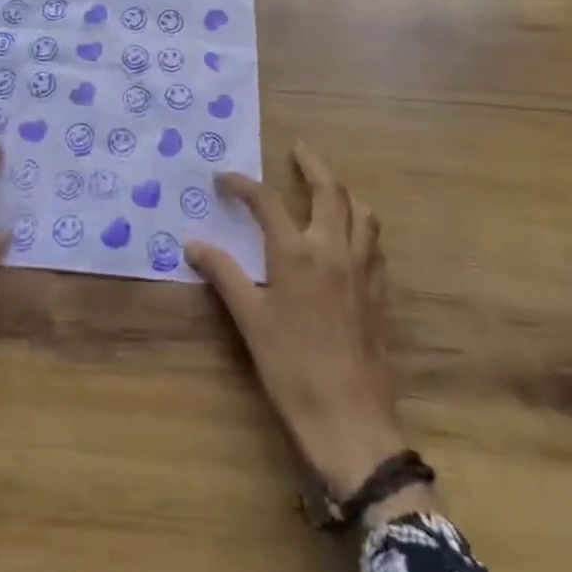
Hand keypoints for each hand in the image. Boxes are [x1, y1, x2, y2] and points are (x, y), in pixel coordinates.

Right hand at [186, 145, 418, 504]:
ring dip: (343, 191)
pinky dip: (360, 224)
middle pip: (329, 190)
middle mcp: (332, 248)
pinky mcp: (378, 291)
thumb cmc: (292, 369)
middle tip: (297, 149)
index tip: (222, 177)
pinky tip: (349, 236)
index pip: (266, 200)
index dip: (241, 183)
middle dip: (312, 164)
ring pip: (361, 212)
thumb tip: (193, 243)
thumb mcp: (250, 320)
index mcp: (296, 252)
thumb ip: (223, 274)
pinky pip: (374, 242)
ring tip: (327, 187)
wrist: (351, 422)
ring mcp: (361, 269)